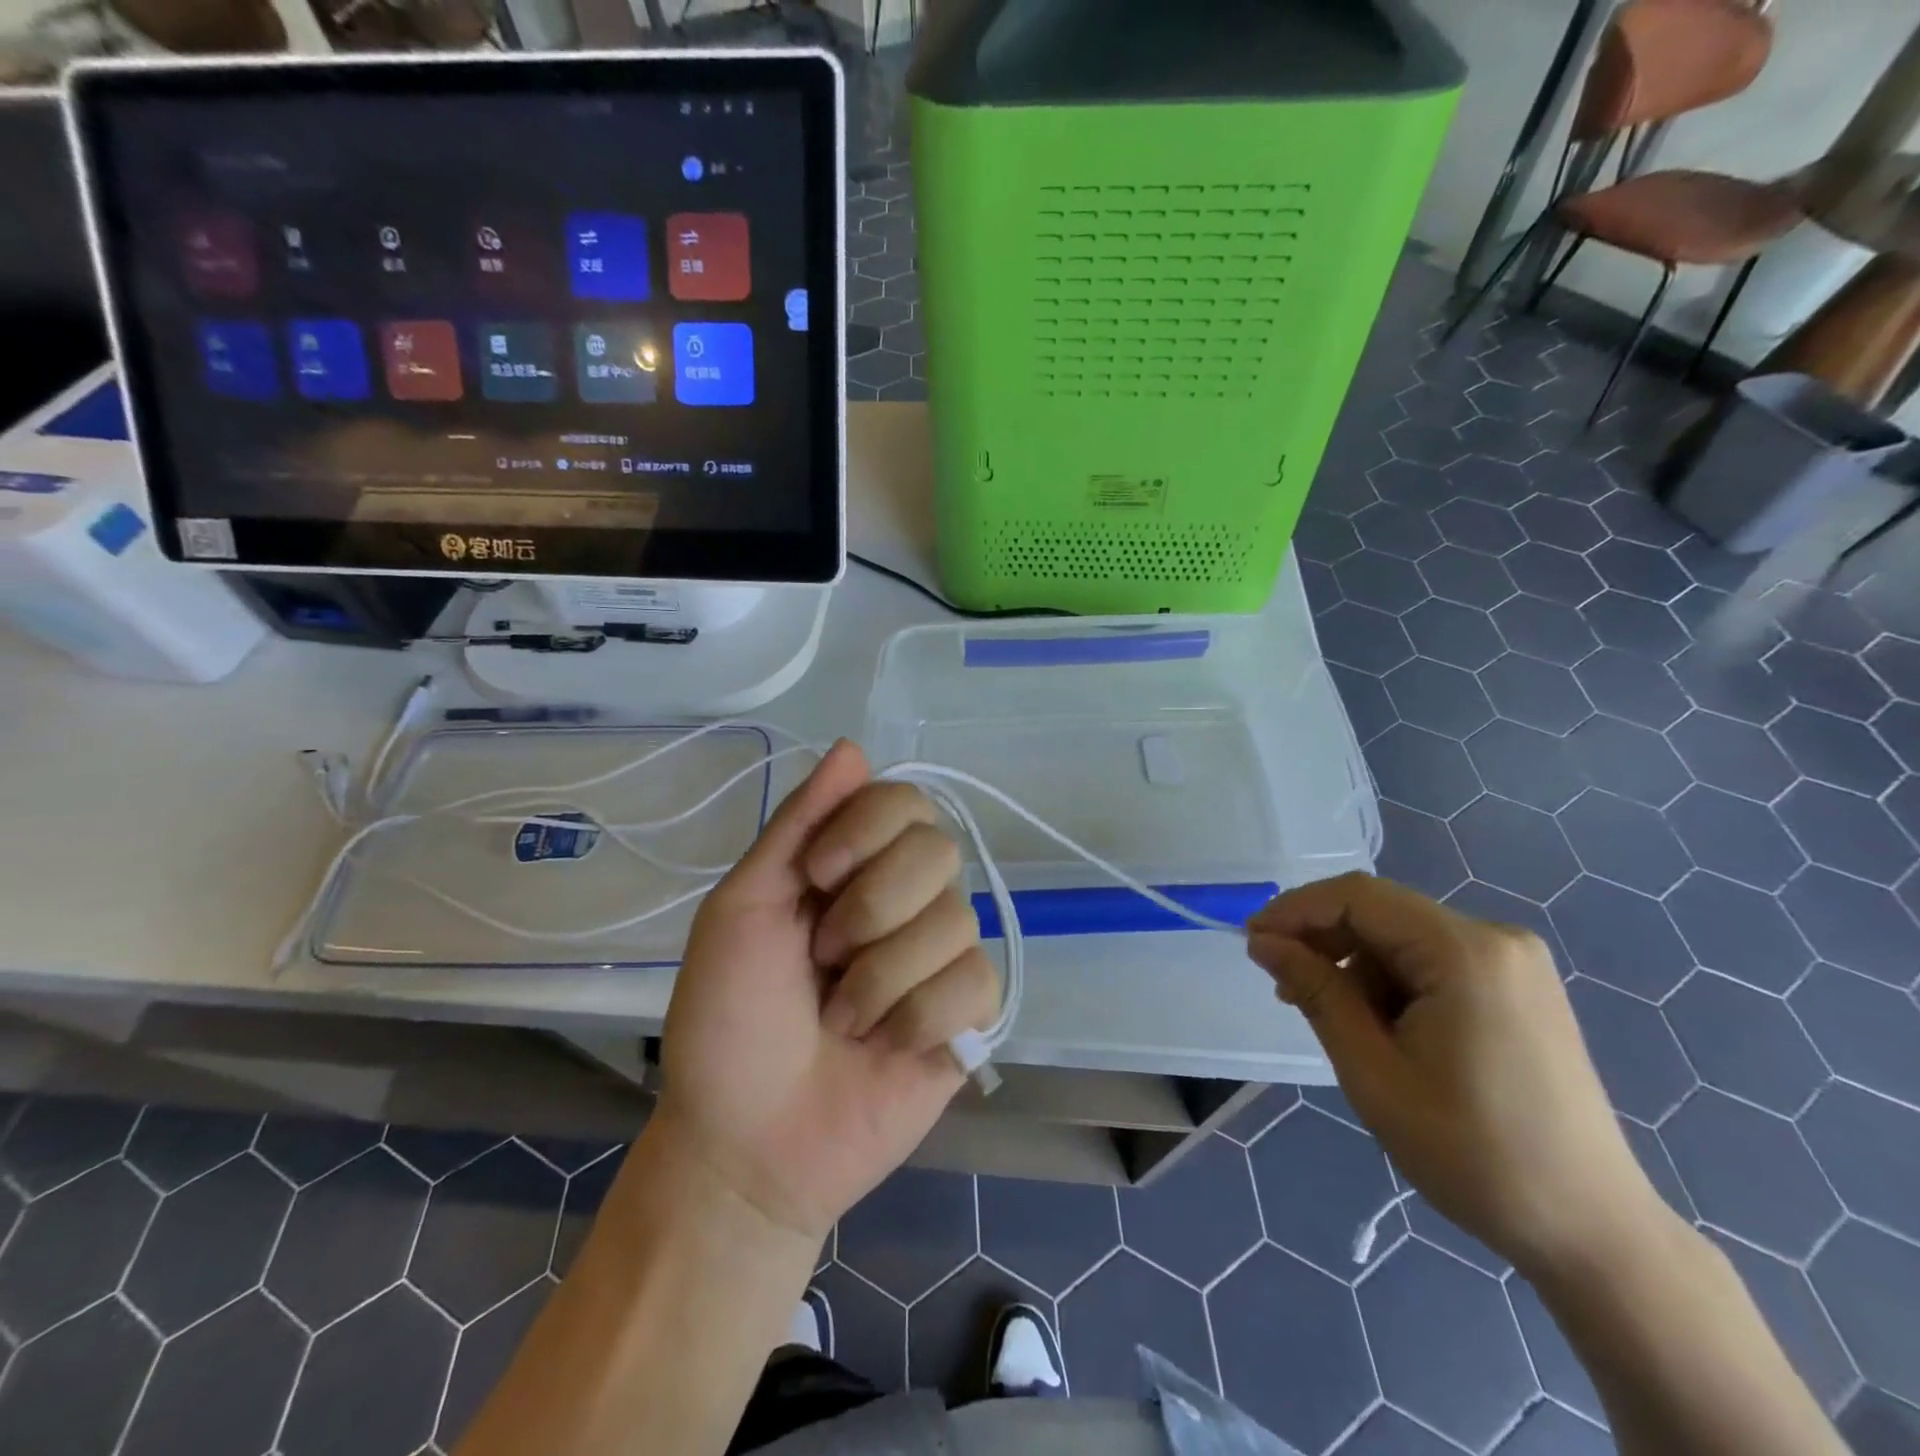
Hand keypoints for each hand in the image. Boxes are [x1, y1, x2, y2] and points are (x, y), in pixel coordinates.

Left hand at [656, 739, 999, 1247]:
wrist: (746, 1143)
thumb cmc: (728, 1019)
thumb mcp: (743, 908)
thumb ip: (799, 824)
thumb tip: (854, 745)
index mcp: (852, 866)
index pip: (903, 801)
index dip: (868, 830)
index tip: (819, 876)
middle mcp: (905, 899)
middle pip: (938, 851)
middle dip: (870, 911)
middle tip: (823, 962)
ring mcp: (940, 957)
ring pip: (954, 921)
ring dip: (881, 979)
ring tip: (841, 1021)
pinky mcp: (968, 1015)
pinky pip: (976, 982)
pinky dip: (919, 1018)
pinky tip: (886, 1048)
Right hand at [1246, 873, 1668, 1277]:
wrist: (1592, 1231)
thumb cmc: (1474, 1154)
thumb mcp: (1372, 1072)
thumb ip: (1316, 992)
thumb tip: (1264, 941)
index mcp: (1465, 953)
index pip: (1358, 897)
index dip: (1296, 910)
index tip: (1252, 943)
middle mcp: (1496, 939)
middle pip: (1382, 912)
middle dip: (1324, 941)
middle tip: (1283, 988)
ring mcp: (1514, 963)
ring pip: (1403, 937)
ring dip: (1356, 966)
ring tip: (1332, 1020)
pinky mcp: (1519, 988)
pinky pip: (1433, 961)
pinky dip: (1392, 982)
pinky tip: (1378, 1026)